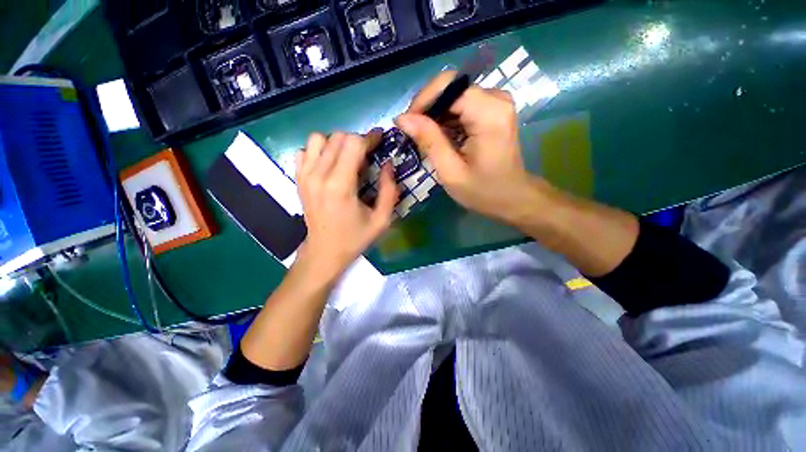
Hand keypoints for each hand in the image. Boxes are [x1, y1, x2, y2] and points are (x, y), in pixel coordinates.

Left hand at [295, 130, 397, 282]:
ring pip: (319, 138)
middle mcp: (319, 175)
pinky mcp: (298, 179)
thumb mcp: (381, 220)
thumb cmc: (355, 238)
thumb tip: (388, 164)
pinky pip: (305, 150)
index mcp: (341, 185)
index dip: (370, 138)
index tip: (380, 141)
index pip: (353, 143)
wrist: (324, 252)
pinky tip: (329, 165)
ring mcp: (305, 175)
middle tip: (368, 154)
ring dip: (337, 143)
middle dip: (357, 140)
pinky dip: (319, 151)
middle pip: (338, 137)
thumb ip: (389, 191)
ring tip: (348, 158)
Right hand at [396, 71, 543, 224]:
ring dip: (436, 117)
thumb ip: (429, 141)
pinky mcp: (493, 110)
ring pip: (454, 96)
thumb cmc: (483, 191)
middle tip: (415, 137)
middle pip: (450, 89)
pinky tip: (441, 140)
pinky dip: (447, 120)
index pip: (448, 85)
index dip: (423, 101)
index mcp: (488, 113)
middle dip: (428, 111)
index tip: (407, 125)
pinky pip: (462, 105)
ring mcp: (496, 102)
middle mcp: (496, 98)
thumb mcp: (451, 172)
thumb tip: (402, 118)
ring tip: (427, 142)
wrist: (512, 197)